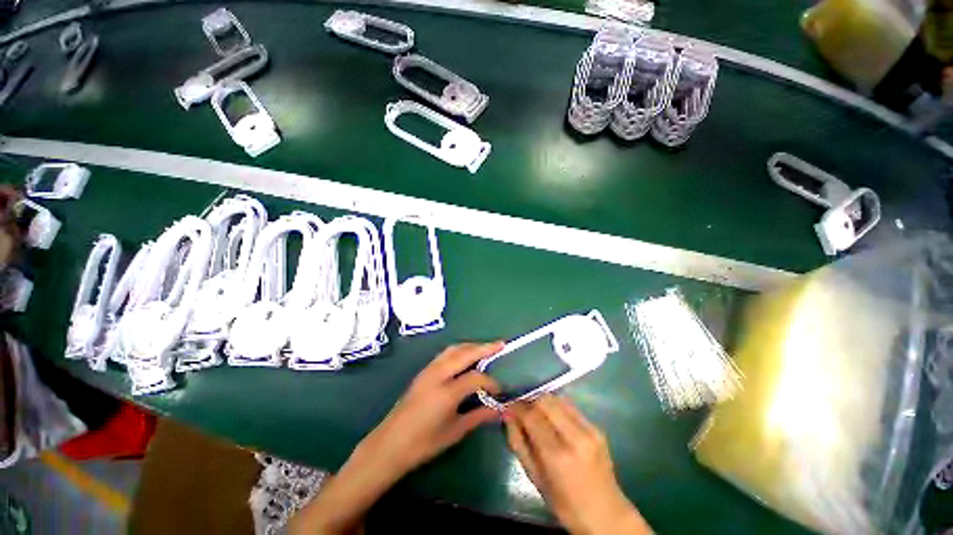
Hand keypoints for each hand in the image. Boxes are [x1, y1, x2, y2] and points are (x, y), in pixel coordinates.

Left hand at [357, 341, 503, 478]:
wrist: (389, 444)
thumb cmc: (423, 443)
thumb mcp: (455, 431)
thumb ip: (479, 416)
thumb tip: (499, 409)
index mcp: (447, 391)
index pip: (476, 377)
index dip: (491, 382)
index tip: (500, 389)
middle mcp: (438, 374)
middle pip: (465, 353)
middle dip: (485, 347)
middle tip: (501, 344)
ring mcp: (428, 370)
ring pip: (453, 349)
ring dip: (471, 346)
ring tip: (485, 348)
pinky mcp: (423, 371)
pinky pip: (445, 354)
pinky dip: (459, 350)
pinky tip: (465, 356)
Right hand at [504, 395, 651, 534]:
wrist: (607, 515)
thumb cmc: (566, 505)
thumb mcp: (535, 478)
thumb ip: (518, 443)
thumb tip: (507, 415)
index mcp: (558, 456)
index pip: (532, 416)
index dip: (517, 407)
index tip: (508, 407)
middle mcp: (575, 438)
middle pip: (545, 400)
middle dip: (529, 400)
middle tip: (521, 409)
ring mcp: (589, 430)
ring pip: (558, 398)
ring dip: (542, 401)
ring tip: (536, 413)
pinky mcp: (597, 427)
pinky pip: (570, 406)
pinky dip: (556, 407)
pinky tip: (552, 418)